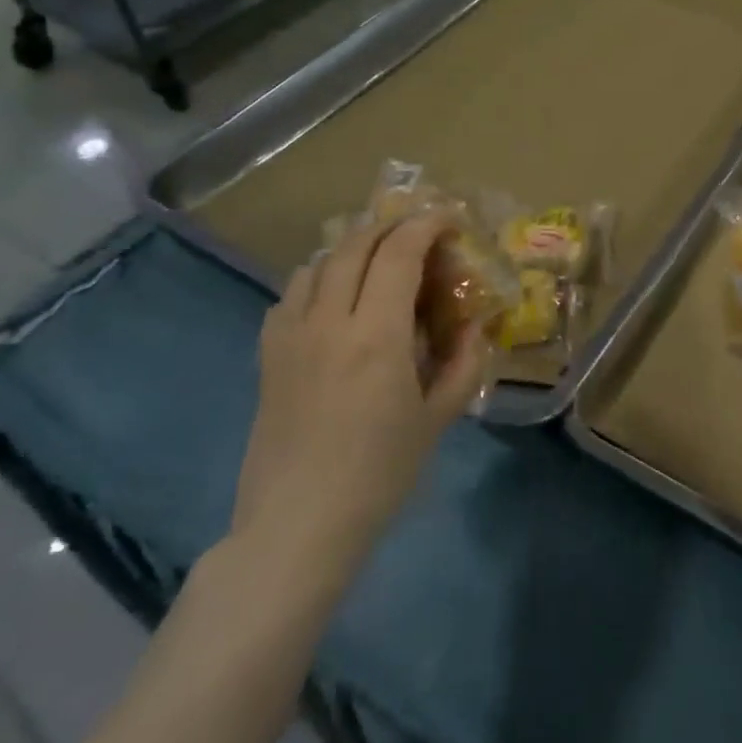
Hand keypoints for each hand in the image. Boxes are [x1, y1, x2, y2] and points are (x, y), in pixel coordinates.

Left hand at [234, 214, 488, 581]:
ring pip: (317, 263)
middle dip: (390, 226)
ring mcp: (290, 336)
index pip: (398, 254)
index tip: (448, 217)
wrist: (298, 525)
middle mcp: (329, 322)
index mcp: (377, 336)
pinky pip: (291, 295)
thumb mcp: (437, 419)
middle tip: (418, 229)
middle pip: (354, 246)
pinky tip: (334, 299)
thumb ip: (462, 364)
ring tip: (377, 258)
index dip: (425, 225)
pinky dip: (318, 278)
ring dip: (352, 248)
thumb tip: (474, 326)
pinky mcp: (268, 355)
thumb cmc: (379, 474)